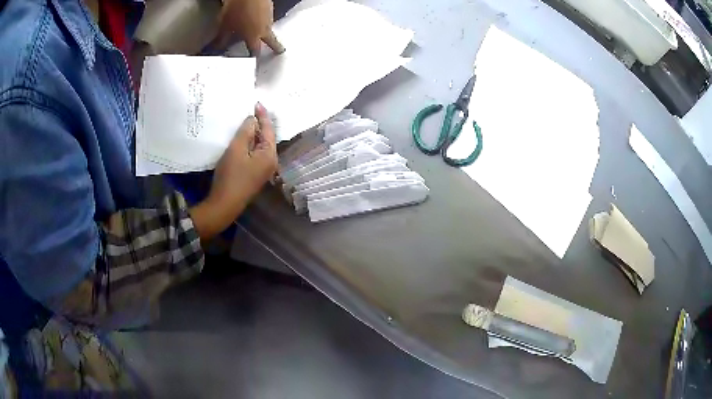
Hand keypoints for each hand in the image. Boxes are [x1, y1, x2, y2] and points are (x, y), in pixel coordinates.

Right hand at [190, 104, 277, 240]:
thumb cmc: (231, 175)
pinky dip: (250, 144)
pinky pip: (255, 154)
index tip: (256, 102)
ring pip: (261, 146)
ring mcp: (264, 170)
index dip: (263, 115)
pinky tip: (243, 139)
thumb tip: (253, 120)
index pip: (269, 129)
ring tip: (246, 121)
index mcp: (270, 154)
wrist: (224, 204)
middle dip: (260, 124)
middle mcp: (271, 162)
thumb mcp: (236, 149)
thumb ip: (246, 132)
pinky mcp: (255, 175)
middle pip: (267, 137)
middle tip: (251, 110)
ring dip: (254, 134)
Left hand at [217, 0, 284, 55]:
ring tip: (261, 31)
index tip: (255, 60)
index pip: (255, 51)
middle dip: (275, 47)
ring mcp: (269, 17)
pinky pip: (267, 16)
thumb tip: (217, 48)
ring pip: (269, 27)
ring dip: (266, 31)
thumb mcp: (224, 27)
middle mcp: (264, 28)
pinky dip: (263, 19)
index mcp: (253, 36)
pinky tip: (257, 16)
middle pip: (272, 41)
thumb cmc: (237, 9)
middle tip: (279, 50)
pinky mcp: (270, 7)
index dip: (254, 56)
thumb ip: (222, 39)